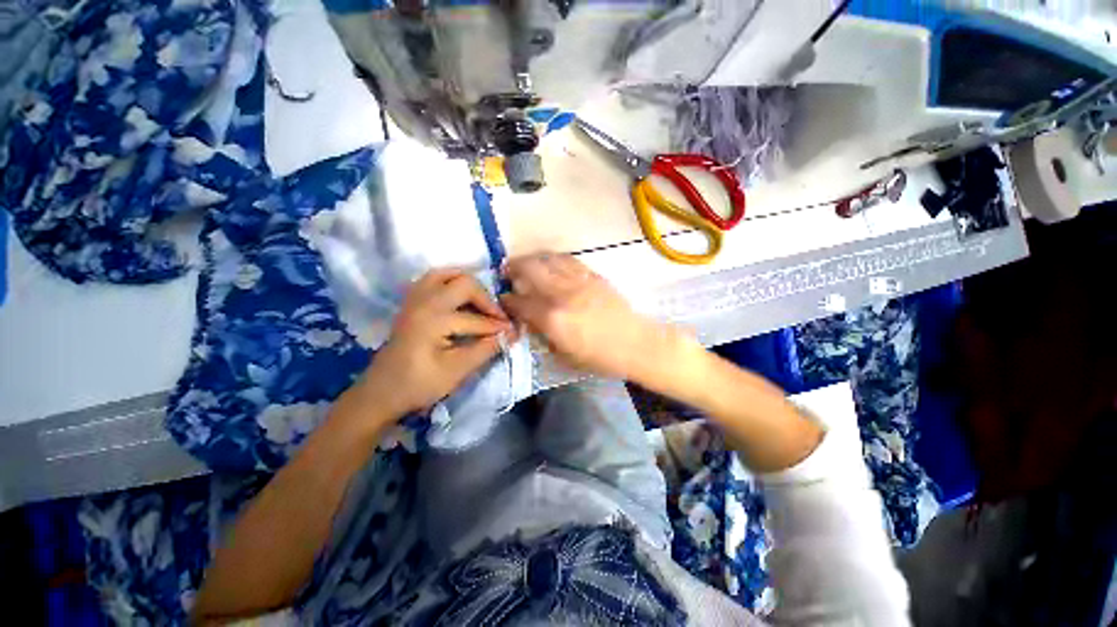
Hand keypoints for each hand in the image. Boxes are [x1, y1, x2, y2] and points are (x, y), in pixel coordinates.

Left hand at [357, 269, 514, 416]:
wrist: (380, 393)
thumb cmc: (418, 385)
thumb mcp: (456, 371)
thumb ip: (486, 349)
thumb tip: (510, 334)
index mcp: (433, 319)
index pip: (476, 318)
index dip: (498, 326)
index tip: (514, 331)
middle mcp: (424, 302)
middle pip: (463, 283)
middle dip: (485, 299)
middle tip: (497, 318)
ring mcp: (414, 300)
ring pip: (446, 274)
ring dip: (468, 286)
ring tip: (481, 303)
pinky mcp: (411, 303)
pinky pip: (433, 280)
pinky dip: (450, 283)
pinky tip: (459, 300)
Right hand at [500, 254, 668, 379]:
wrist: (635, 344)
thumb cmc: (600, 358)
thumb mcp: (564, 356)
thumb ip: (543, 335)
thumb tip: (531, 320)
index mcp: (553, 319)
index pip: (520, 303)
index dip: (507, 300)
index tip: (503, 298)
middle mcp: (562, 294)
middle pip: (530, 270)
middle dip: (513, 268)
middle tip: (507, 271)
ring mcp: (579, 281)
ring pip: (549, 259)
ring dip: (533, 259)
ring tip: (527, 264)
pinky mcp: (593, 276)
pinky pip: (568, 260)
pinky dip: (554, 259)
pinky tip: (551, 264)